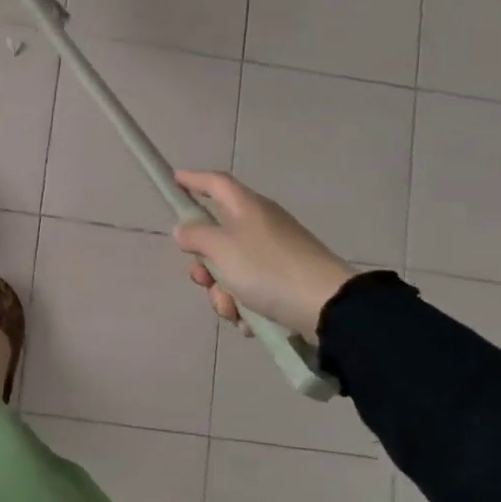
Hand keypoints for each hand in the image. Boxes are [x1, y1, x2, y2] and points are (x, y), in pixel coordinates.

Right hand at [170, 170, 353, 341]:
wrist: (327, 307)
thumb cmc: (267, 269)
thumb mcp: (221, 249)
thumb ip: (195, 236)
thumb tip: (183, 229)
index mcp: (247, 208)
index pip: (215, 183)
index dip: (192, 180)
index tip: (173, 181)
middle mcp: (261, 226)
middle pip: (218, 236)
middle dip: (204, 263)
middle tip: (201, 279)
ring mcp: (275, 254)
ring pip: (231, 269)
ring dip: (223, 292)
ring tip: (233, 309)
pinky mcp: (286, 281)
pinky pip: (251, 290)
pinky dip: (245, 305)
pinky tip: (250, 321)